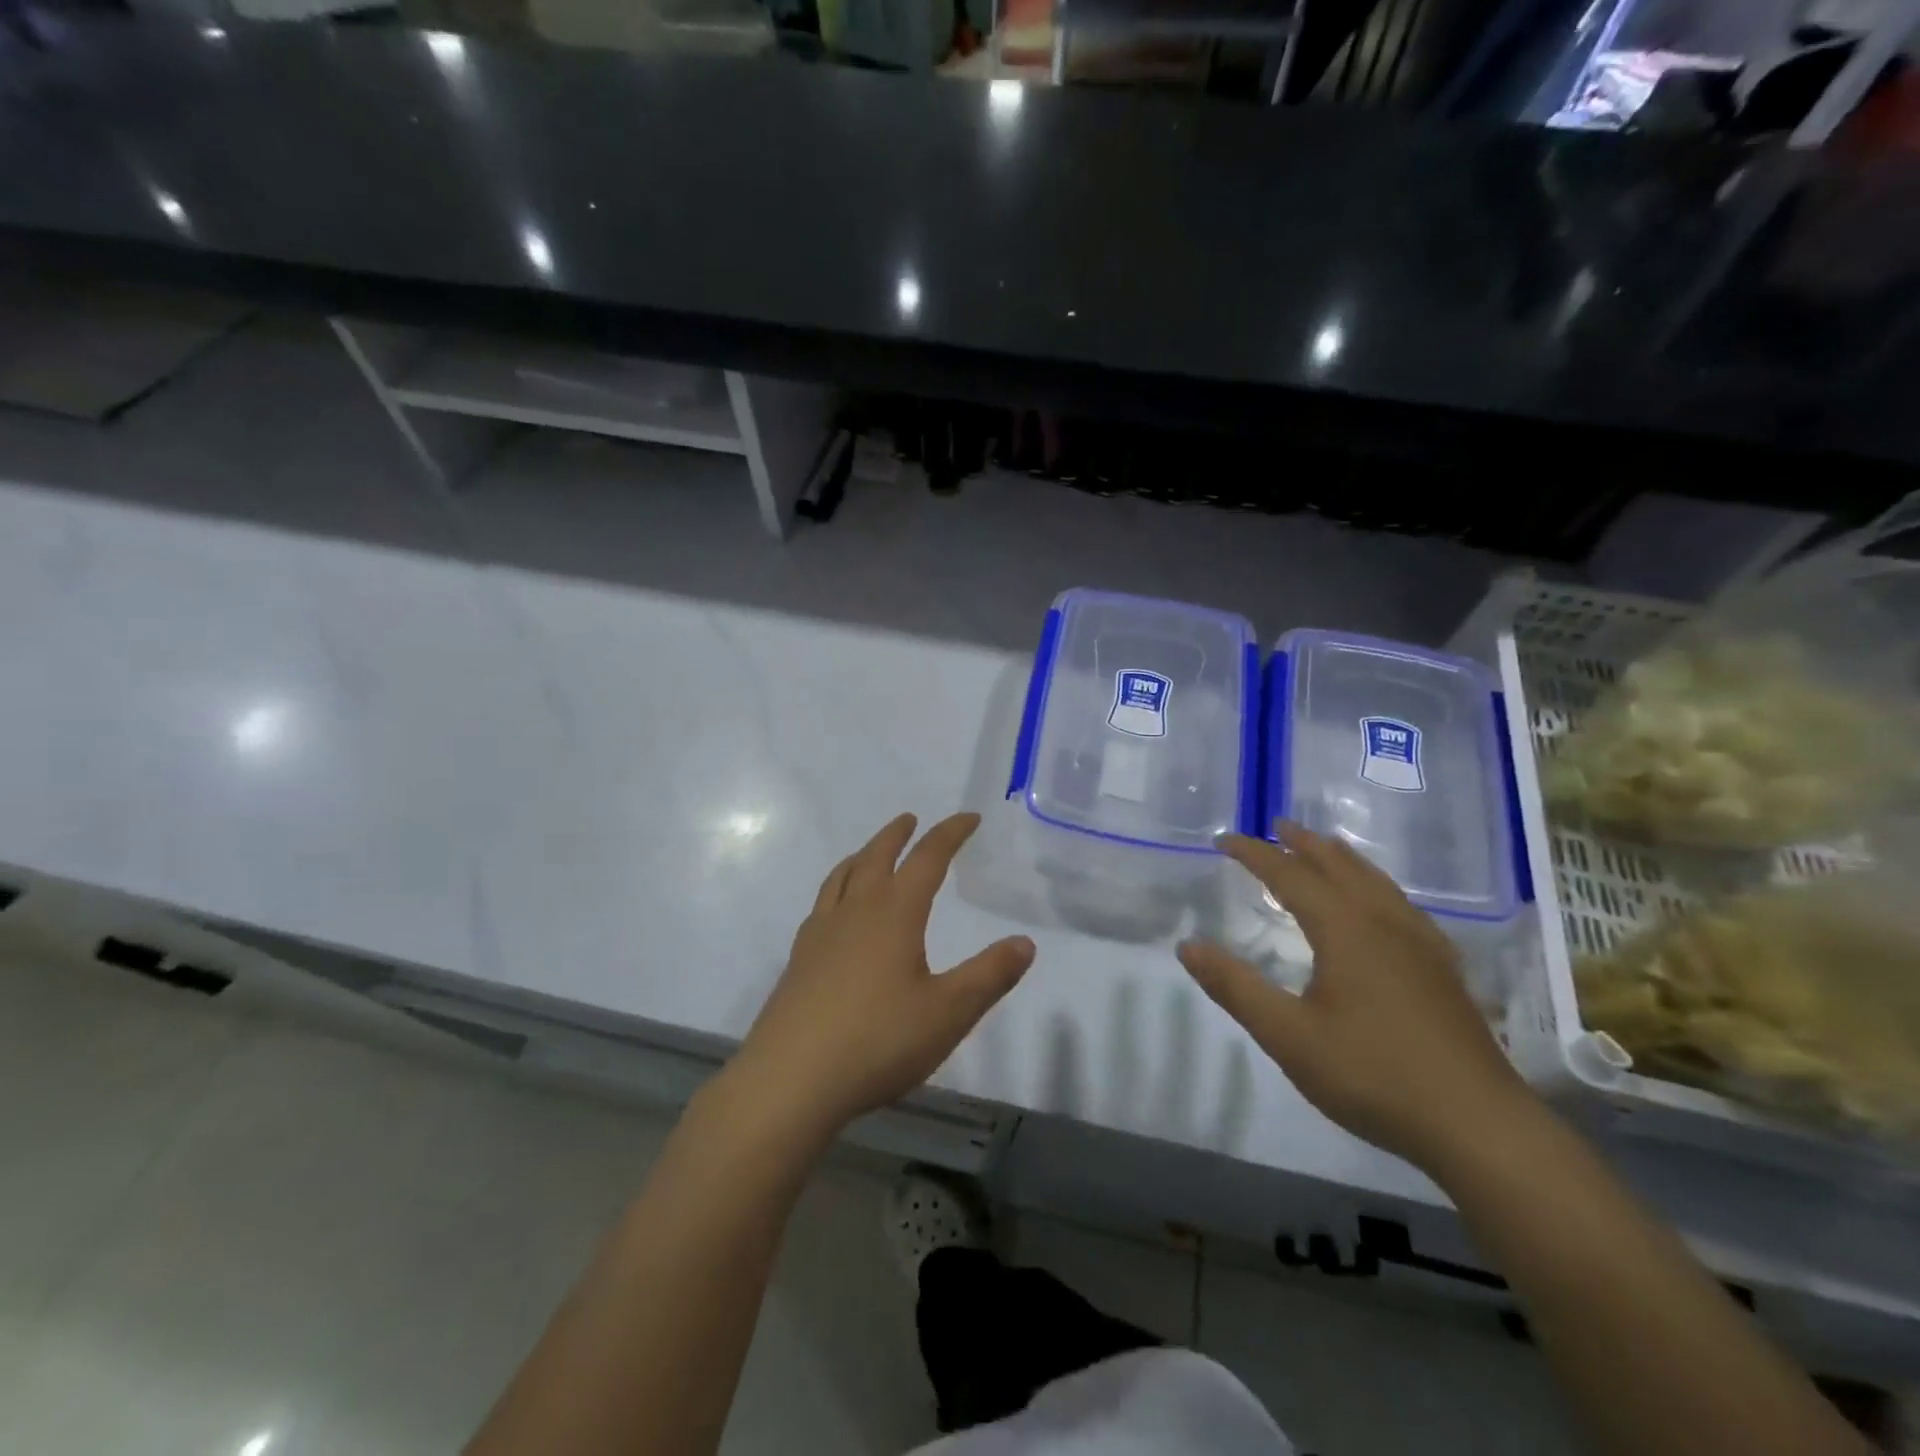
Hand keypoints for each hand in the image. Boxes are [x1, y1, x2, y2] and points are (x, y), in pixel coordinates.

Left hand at [731, 812, 1034, 1135]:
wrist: (790, 1080)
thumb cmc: (878, 1041)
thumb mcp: (948, 1012)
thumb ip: (989, 975)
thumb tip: (1025, 942)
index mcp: (894, 914)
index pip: (927, 859)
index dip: (950, 834)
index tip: (968, 818)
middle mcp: (855, 912)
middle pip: (876, 857)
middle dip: (897, 835)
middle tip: (911, 819)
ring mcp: (820, 934)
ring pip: (842, 877)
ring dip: (862, 855)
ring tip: (870, 852)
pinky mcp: (799, 960)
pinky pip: (821, 905)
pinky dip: (837, 889)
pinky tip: (836, 911)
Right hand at [1178, 822, 1533, 1168]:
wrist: (1478, 1125)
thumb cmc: (1372, 1075)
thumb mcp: (1287, 1036)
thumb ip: (1235, 987)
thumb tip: (1188, 945)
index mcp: (1344, 929)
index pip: (1290, 875)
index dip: (1254, 854)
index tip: (1223, 840)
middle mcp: (1384, 922)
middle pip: (1339, 866)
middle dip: (1303, 844)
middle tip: (1277, 826)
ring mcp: (1421, 944)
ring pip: (1376, 882)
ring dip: (1342, 858)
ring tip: (1325, 847)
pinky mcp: (1443, 969)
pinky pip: (1402, 905)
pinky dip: (1376, 886)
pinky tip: (1382, 905)